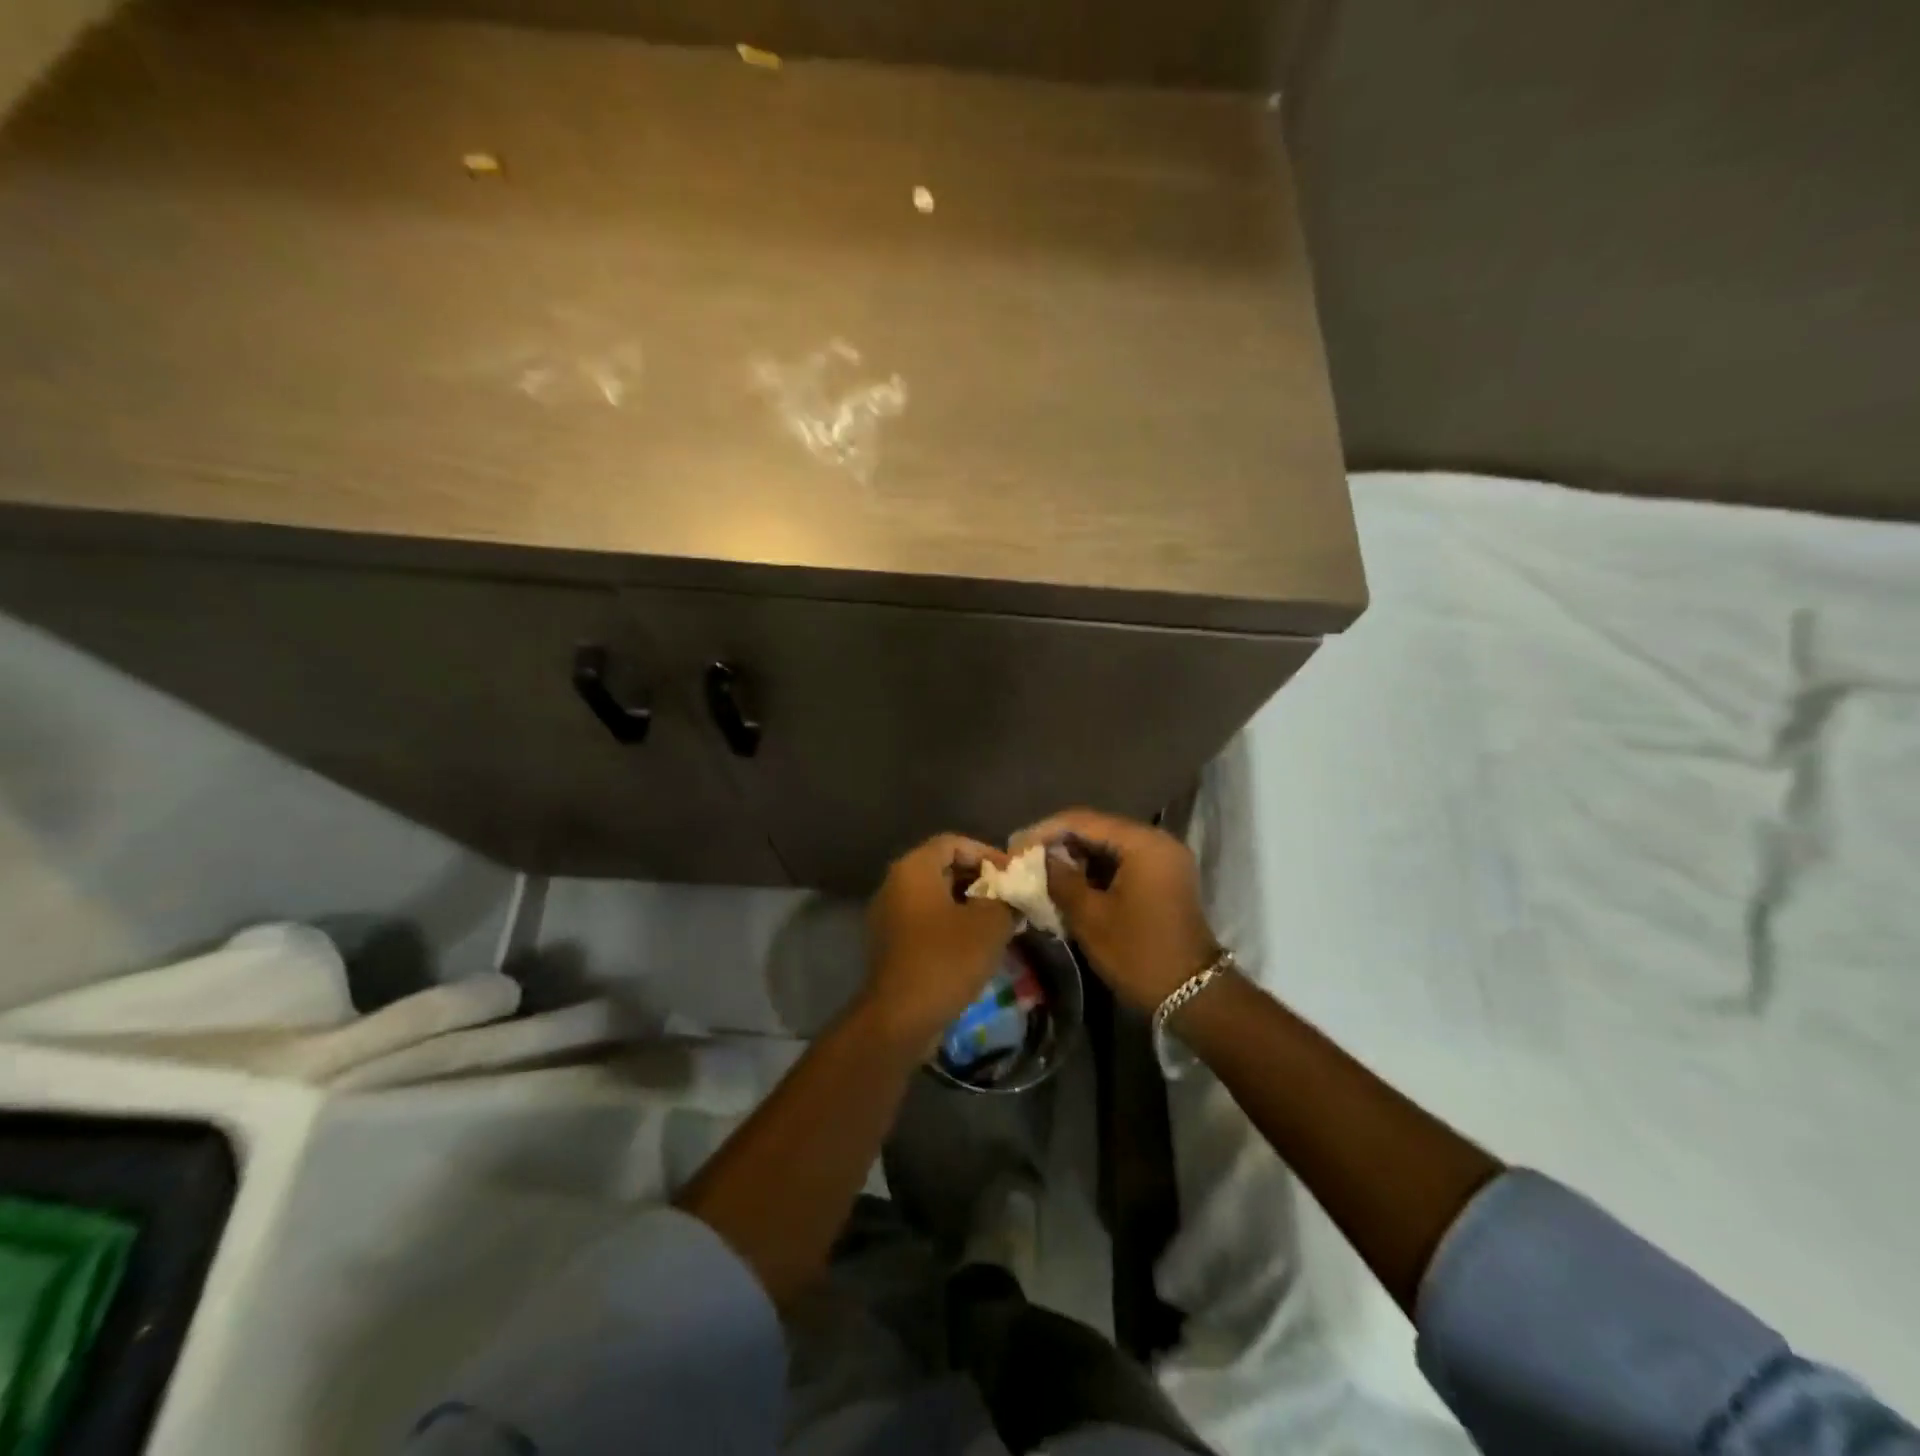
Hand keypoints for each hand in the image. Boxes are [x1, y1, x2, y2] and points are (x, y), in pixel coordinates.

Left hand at [862, 834, 1015, 1053]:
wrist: (900, 1017)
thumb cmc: (946, 959)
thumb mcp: (990, 924)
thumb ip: (1007, 899)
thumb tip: (1014, 894)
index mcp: (914, 868)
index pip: (954, 843)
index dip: (987, 853)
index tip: (1013, 875)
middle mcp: (895, 884)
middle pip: (943, 868)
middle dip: (980, 880)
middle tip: (1010, 898)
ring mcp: (888, 915)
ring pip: (935, 896)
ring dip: (968, 904)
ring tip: (1000, 922)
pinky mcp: (890, 944)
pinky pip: (925, 920)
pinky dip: (951, 924)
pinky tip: (976, 945)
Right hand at [1014, 809, 1221, 1014]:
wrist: (1193, 995)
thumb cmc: (1138, 953)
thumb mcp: (1090, 917)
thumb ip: (1060, 879)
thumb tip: (1038, 859)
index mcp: (1142, 843)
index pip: (1083, 821)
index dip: (1044, 831)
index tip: (1015, 847)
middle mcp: (1156, 842)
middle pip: (1097, 829)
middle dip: (1058, 843)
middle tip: (1024, 859)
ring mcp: (1163, 860)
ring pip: (1108, 846)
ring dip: (1075, 857)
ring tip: (1041, 872)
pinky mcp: (1163, 878)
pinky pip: (1122, 862)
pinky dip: (1094, 871)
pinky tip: (1069, 884)